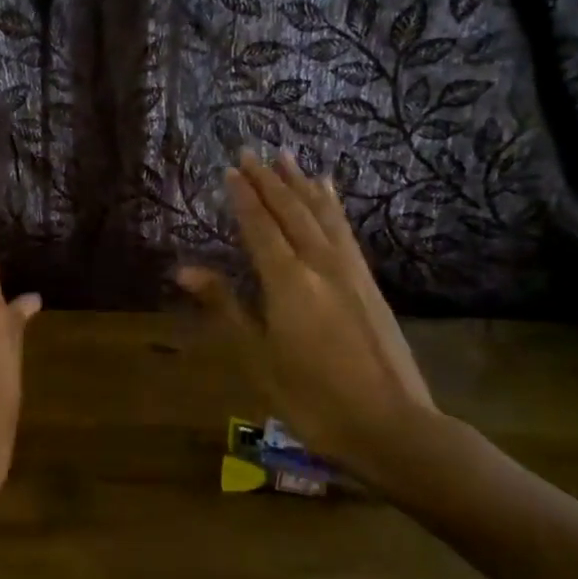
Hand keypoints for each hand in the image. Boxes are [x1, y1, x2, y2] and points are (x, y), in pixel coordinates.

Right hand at [176, 150, 436, 475]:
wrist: (393, 426)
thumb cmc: (313, 398)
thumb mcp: (258, 358)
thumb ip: (225, 307)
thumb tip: (184, 271)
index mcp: (288, 281)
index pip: (260, 226)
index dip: (243, 197)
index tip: (229, 169)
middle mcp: (320, 264)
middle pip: (290, 211)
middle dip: (268, 180)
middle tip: (250, 152)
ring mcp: (350, 270)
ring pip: (321, 214)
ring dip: (300, 183)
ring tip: (287, 156)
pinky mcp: (369, 282)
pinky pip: (345, 229)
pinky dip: (332, 205)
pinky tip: (329, 192)